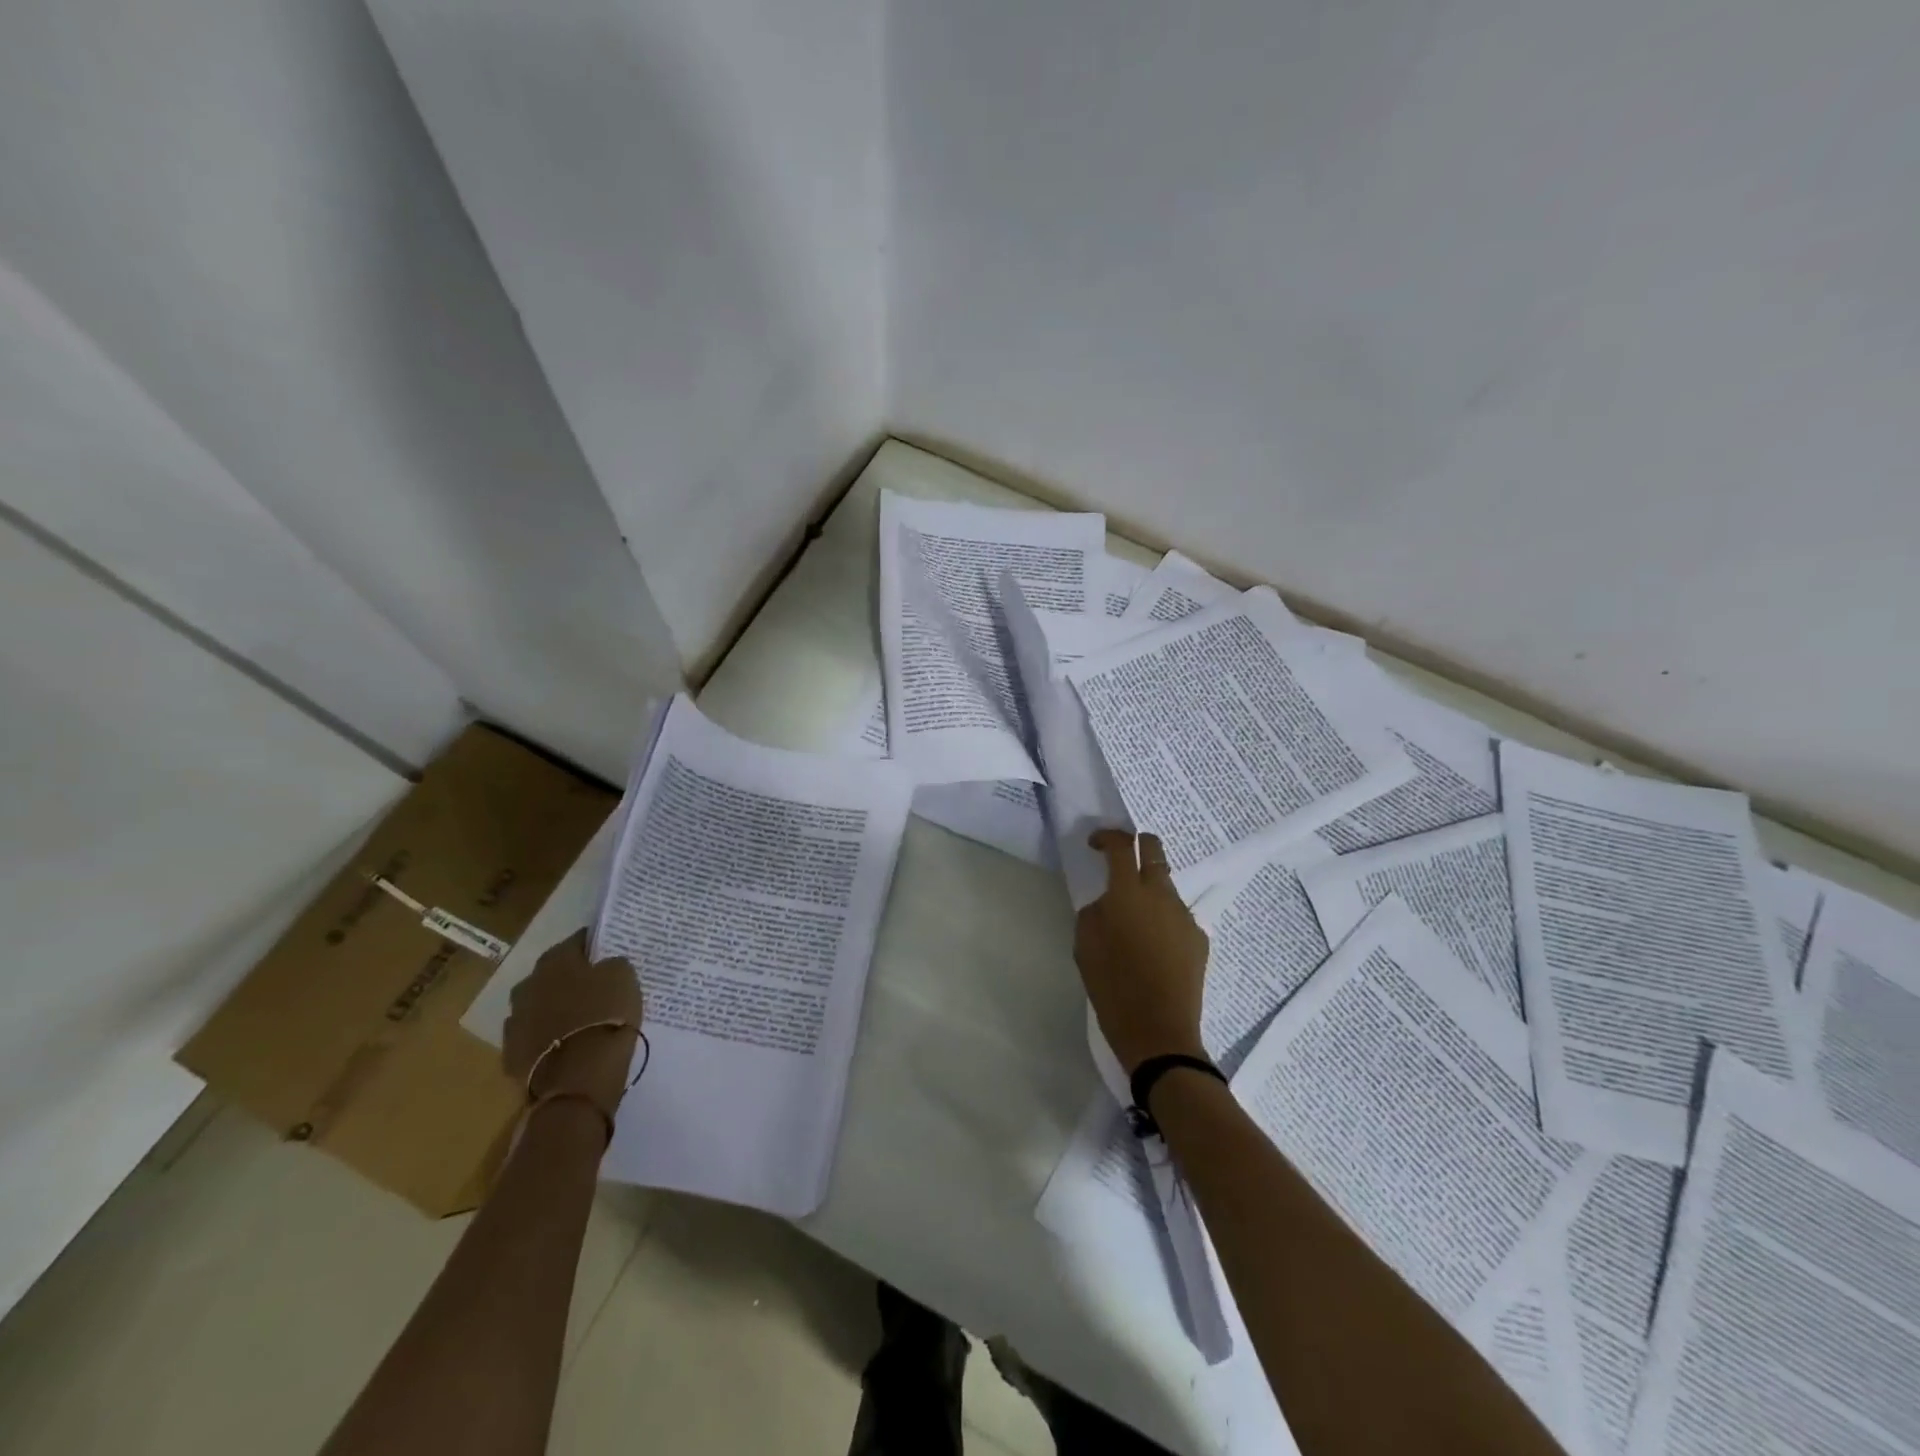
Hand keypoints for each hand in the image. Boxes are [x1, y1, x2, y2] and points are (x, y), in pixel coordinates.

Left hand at [503, 929, 642, 1113]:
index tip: (607, 952)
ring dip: (554, 1009)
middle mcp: (528, 985)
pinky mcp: (512, 1054)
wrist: (577, 1077)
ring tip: (578, 1019)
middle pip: (551, 974)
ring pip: (539, 1006)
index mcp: (555, 961)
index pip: (576, 941)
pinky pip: (533, 1037)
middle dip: (569, 978)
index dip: (593, 945)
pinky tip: (565, 1045)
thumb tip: (604, 965)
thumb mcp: (624, 977)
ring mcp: (515, 1021)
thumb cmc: (605, 1016)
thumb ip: (612, 964)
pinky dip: (547, 1037)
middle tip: (593, 987)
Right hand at [1074, 830, 1209, 1073]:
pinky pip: (1176, 914)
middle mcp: (1160, 895)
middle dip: (1138, 844)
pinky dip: (1162, 917)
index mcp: (1128, 893)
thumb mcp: (1085, 947)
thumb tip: (1107, 904)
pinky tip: (1152, 946)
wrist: (1159, 1032)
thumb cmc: (1113, 988)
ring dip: (1149, 887)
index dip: (1107, 837)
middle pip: (1155, 849)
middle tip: (1121, 860)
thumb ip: (1094, 913)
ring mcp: (1184, 916)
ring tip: (1134, 917)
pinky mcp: (1198, 938)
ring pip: (1166, 884)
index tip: (1095, 844)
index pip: (1121, 846)